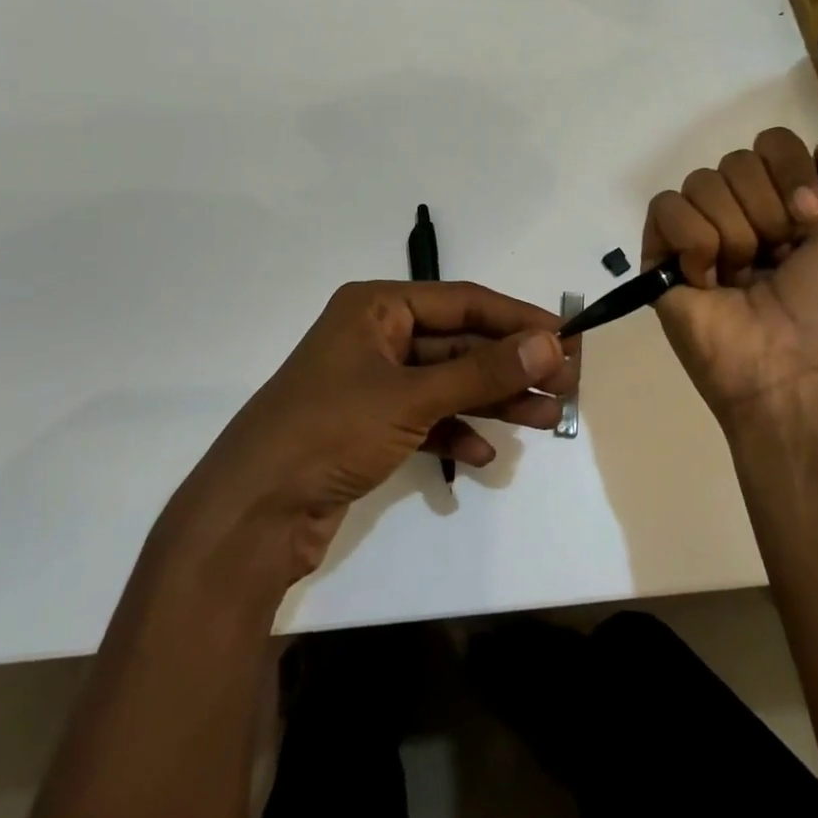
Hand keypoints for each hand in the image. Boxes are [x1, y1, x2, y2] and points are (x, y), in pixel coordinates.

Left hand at [181, 281, 578, 581]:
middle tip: (567, 385)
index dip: (517, 318)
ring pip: (448, 383)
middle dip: (511, 366)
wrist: (251, 516)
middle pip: (459, 344)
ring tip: (548, 420)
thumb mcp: (412, 397)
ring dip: (494, 401)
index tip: (566, 337)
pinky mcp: (369, 427)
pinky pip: (427, 418)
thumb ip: (483, 372)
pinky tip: (483, 455)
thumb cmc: (329, 432)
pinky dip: (456, 433)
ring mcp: (372, 383)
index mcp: (377, 307)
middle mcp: (376, 336)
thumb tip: (551, 342)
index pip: (463, 301)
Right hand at [643, 129, 817, 429]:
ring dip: (734, 232)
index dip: (791, 171)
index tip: (811, 218)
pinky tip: (707, 280)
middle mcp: (741, 214)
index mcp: (787, 207)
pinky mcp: (661, 257)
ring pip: (701, 182)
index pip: (772, 144)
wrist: (799, 371)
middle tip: (779, 256)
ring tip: (742, 277)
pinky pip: (666, 208)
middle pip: (736, 160)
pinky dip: (692, 241)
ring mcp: (699, 236)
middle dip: (766, 209)